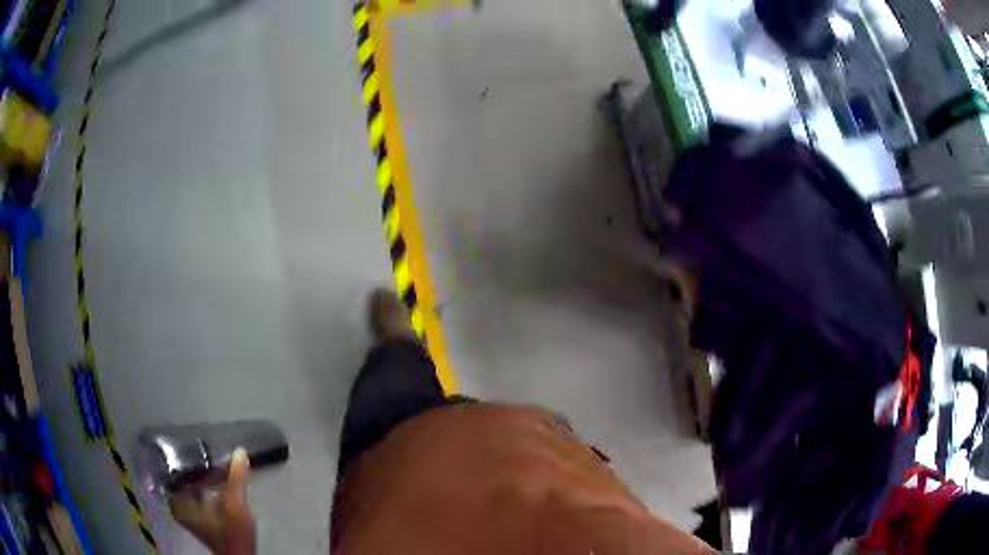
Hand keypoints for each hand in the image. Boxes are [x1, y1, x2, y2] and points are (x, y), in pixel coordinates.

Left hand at [170, 448, 255, 554]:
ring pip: (195, 484)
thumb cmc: (232, 533)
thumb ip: (236, 479)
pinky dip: (210, 486)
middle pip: (188, 477)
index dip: (195, 459)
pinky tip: (222, 481)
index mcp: (178, 501)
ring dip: (208, 476)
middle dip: (203, 467)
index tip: (209, 450)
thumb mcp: (235, 505)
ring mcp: (188, 511)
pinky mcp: (199, 516)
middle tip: (217, 455)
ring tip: (222, 464)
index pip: (181, 470)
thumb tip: (239, 451)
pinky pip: (200, 492)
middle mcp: (178, 504)